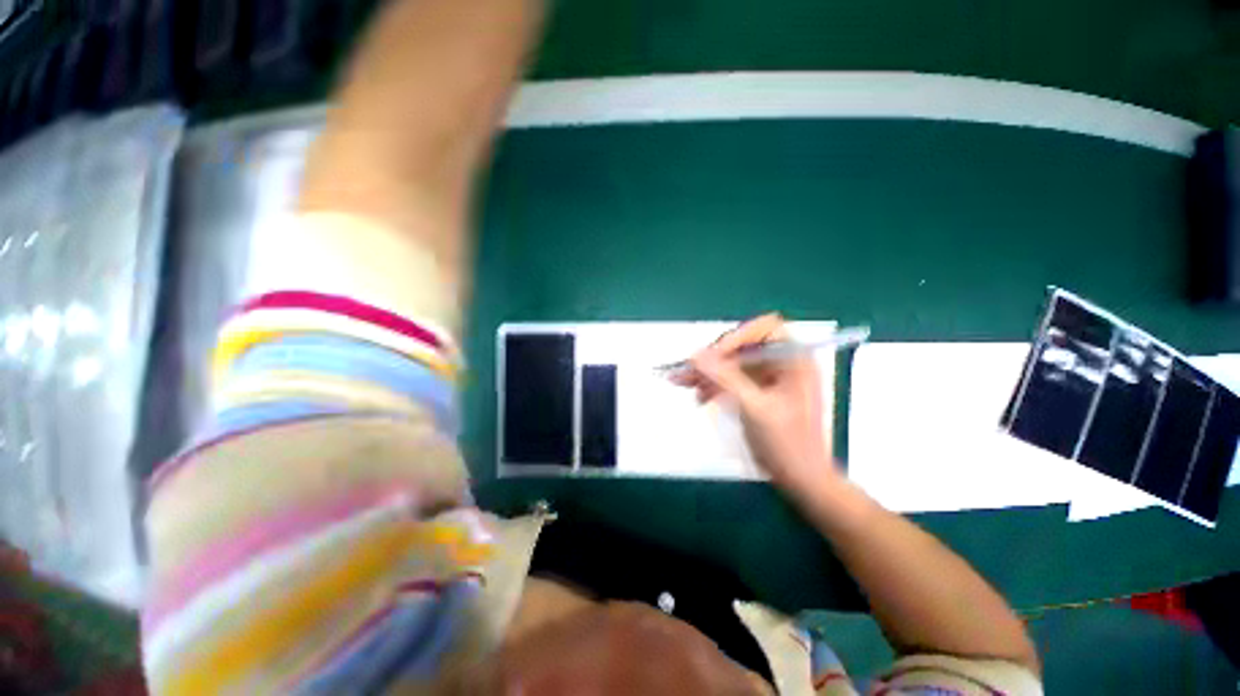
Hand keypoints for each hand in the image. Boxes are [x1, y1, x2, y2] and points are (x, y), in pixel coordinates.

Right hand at [674, 314, 841, 496]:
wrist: (802, 481)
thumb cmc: (788, 444)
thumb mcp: (755, 407)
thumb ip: (725, 377)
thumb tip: (695, 354)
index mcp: (795, 359)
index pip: (765, 328)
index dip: (737, 336)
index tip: (713, 355)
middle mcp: (783, 362)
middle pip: (743, 346)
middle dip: (714, 358)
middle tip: (687, 370)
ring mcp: (770, 378)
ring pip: (733, 363)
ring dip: (708, 372)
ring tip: (682, 382)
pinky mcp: (758, 392)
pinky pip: (732, 379)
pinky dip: (714, 384)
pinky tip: (699, 395)